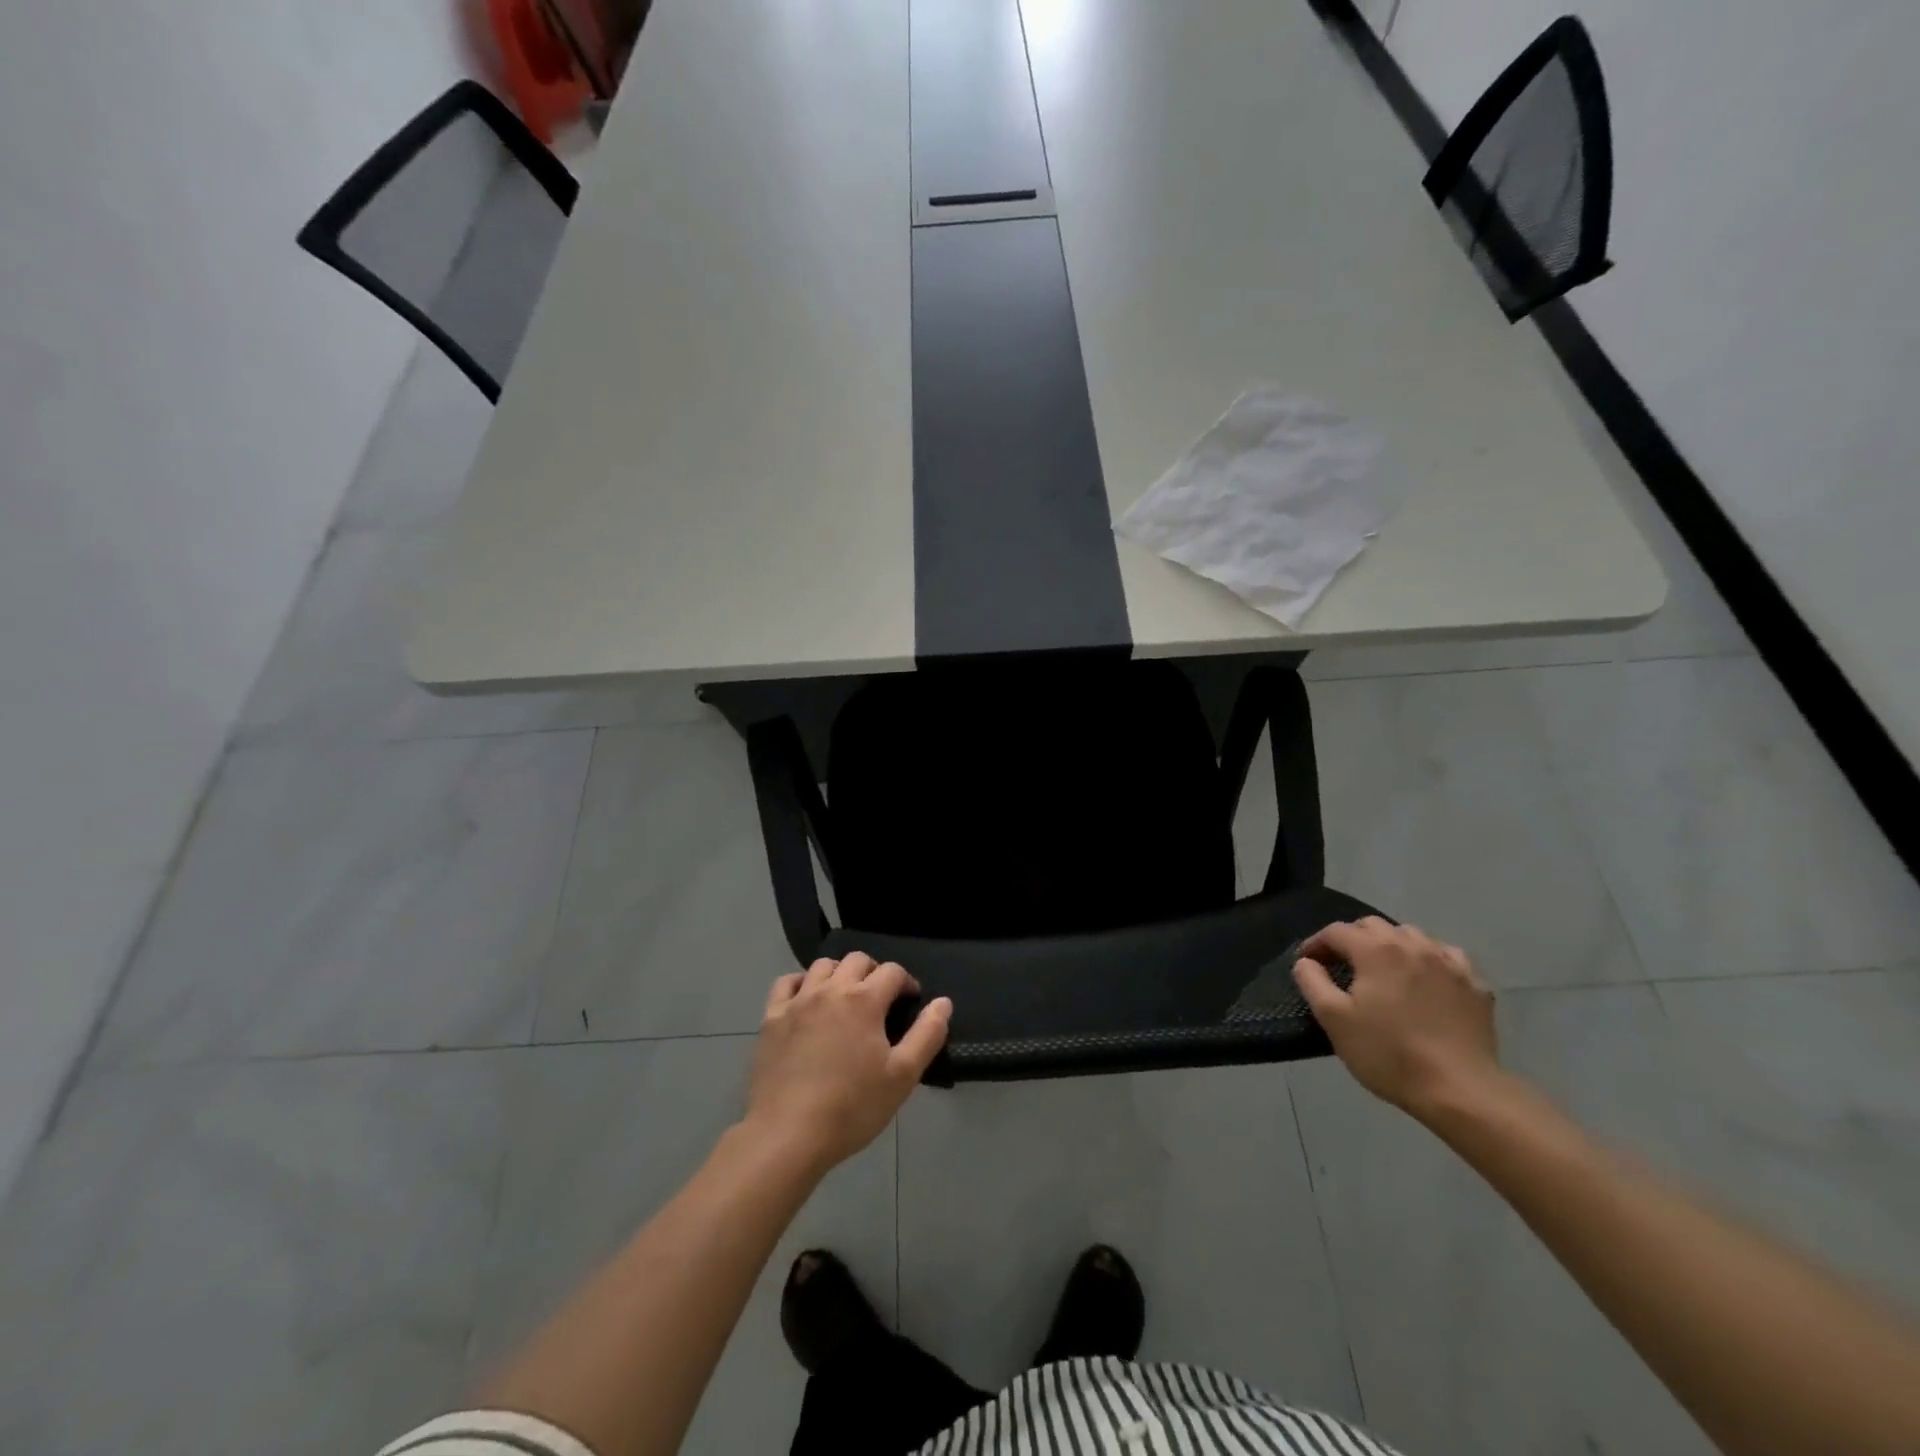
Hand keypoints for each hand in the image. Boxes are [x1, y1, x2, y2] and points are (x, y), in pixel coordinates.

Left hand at [744, 953, 951, 1174]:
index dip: (907, 982)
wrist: (788, 1134)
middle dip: (874, 972)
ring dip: (839, 973)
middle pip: (857, 960)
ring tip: (845, 998)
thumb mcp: (902, 1076)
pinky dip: (801, 984)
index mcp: (864, 1000)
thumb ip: (927, 1034)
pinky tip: (807, 1001)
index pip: (892, 972)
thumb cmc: (852, 1107)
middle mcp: (831, 989)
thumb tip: (943, 1002)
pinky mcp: (772, 1018)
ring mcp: (797, 1001)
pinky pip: (786, 983)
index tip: (910, 1001)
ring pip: (822, 966)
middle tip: (880, 1000)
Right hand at [1292, 918, 1499, 1119]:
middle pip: (1373, 926)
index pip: (1337, 931)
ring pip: (1412, 935)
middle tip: (1342, 965)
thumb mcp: (1334, 1019)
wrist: (1460, 1090)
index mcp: (1376, 950)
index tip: (1307, 962)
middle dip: (1352, 938)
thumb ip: (1312, 982)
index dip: (1316, 943)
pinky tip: (1427, 980)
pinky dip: (1430, 960)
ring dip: (1391, 945)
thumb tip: (1306, 962)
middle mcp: (1413, 945)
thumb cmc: (1388, 1053)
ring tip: (1384, 970)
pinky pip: (1447, 957)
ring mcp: (1449, 963)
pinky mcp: (1475, 984)